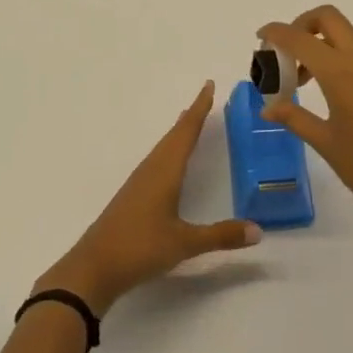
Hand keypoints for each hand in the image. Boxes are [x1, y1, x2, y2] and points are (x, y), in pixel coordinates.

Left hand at [34, 81, 261, 314]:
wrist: (93, 268)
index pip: (186, 132)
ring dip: (178, 133)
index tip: (208, 85)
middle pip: (174, 135)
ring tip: (189, 122)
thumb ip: (221, 236)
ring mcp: (139, 183)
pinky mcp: (132, 197)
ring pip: (163, 148)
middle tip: (205, 99)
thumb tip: (258, 230)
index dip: (199, 109)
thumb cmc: (140, 247)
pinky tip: (168, 163)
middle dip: (191, 117)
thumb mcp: (184, 243)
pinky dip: (168, 151)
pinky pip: (156, 162)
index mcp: (165, 170)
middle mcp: (151, 169)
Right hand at [258, 6, 352, 245]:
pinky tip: (326, 93)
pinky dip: (335, 59)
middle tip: (283, 53)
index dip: (277, 32)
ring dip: (318, 44)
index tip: (260, 38)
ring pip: (344, 36)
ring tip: (299, 81)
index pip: (301, 38)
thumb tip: (267, 108)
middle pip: (328, 18)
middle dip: (301, 24)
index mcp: (341, 73)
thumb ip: (295, 118)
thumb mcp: (326, 144)